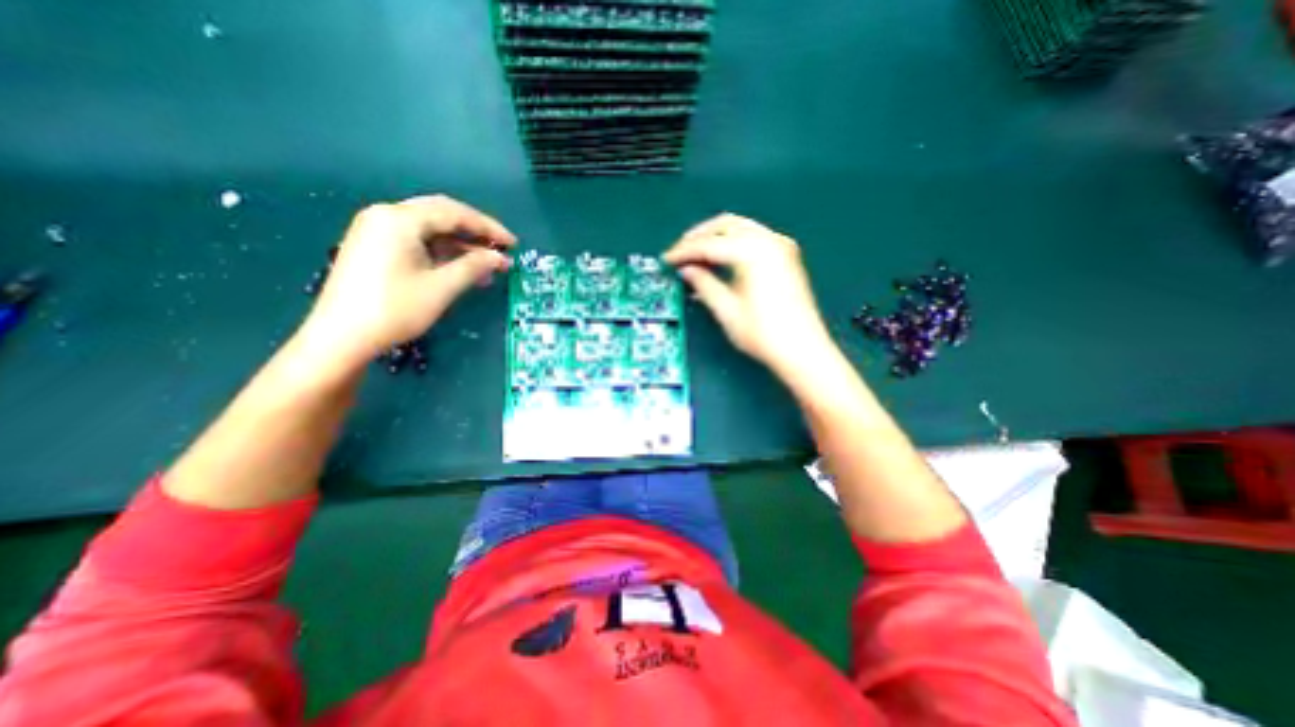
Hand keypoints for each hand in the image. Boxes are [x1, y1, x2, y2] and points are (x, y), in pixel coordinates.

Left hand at [302, 194, 519, 367]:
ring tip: (488, 266)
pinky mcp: (375, 248)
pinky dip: (443, 253)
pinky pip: (417, 242)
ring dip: (461, 246)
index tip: (513, 244)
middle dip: (475, 232)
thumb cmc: (395, 309)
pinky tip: (462, 270)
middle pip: (441, 215)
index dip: (488, 228)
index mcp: (400, 219)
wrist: (341, 337)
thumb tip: (500, 258)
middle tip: (501, 249)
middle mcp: (386, 216)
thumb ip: (474, 266)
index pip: (454, 213)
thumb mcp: (441, 287)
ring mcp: (377, 231)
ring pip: (430, 230)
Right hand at [662, 212, 834, 376]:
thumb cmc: (764, 334)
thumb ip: (704, 284)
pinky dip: (733, 243)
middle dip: (700, 236)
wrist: (803, 350)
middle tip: (680, 253)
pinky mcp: (786, 256)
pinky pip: (753, 238)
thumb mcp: (727, 310)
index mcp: (753, 252)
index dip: (684, 251)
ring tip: (695, 256)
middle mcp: (769, 240)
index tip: (667, 259)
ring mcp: (781, 246)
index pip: (709, 244)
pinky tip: (720, 259)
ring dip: (716, 237)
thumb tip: (687, 269)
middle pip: (726, 224)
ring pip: (740, 228)